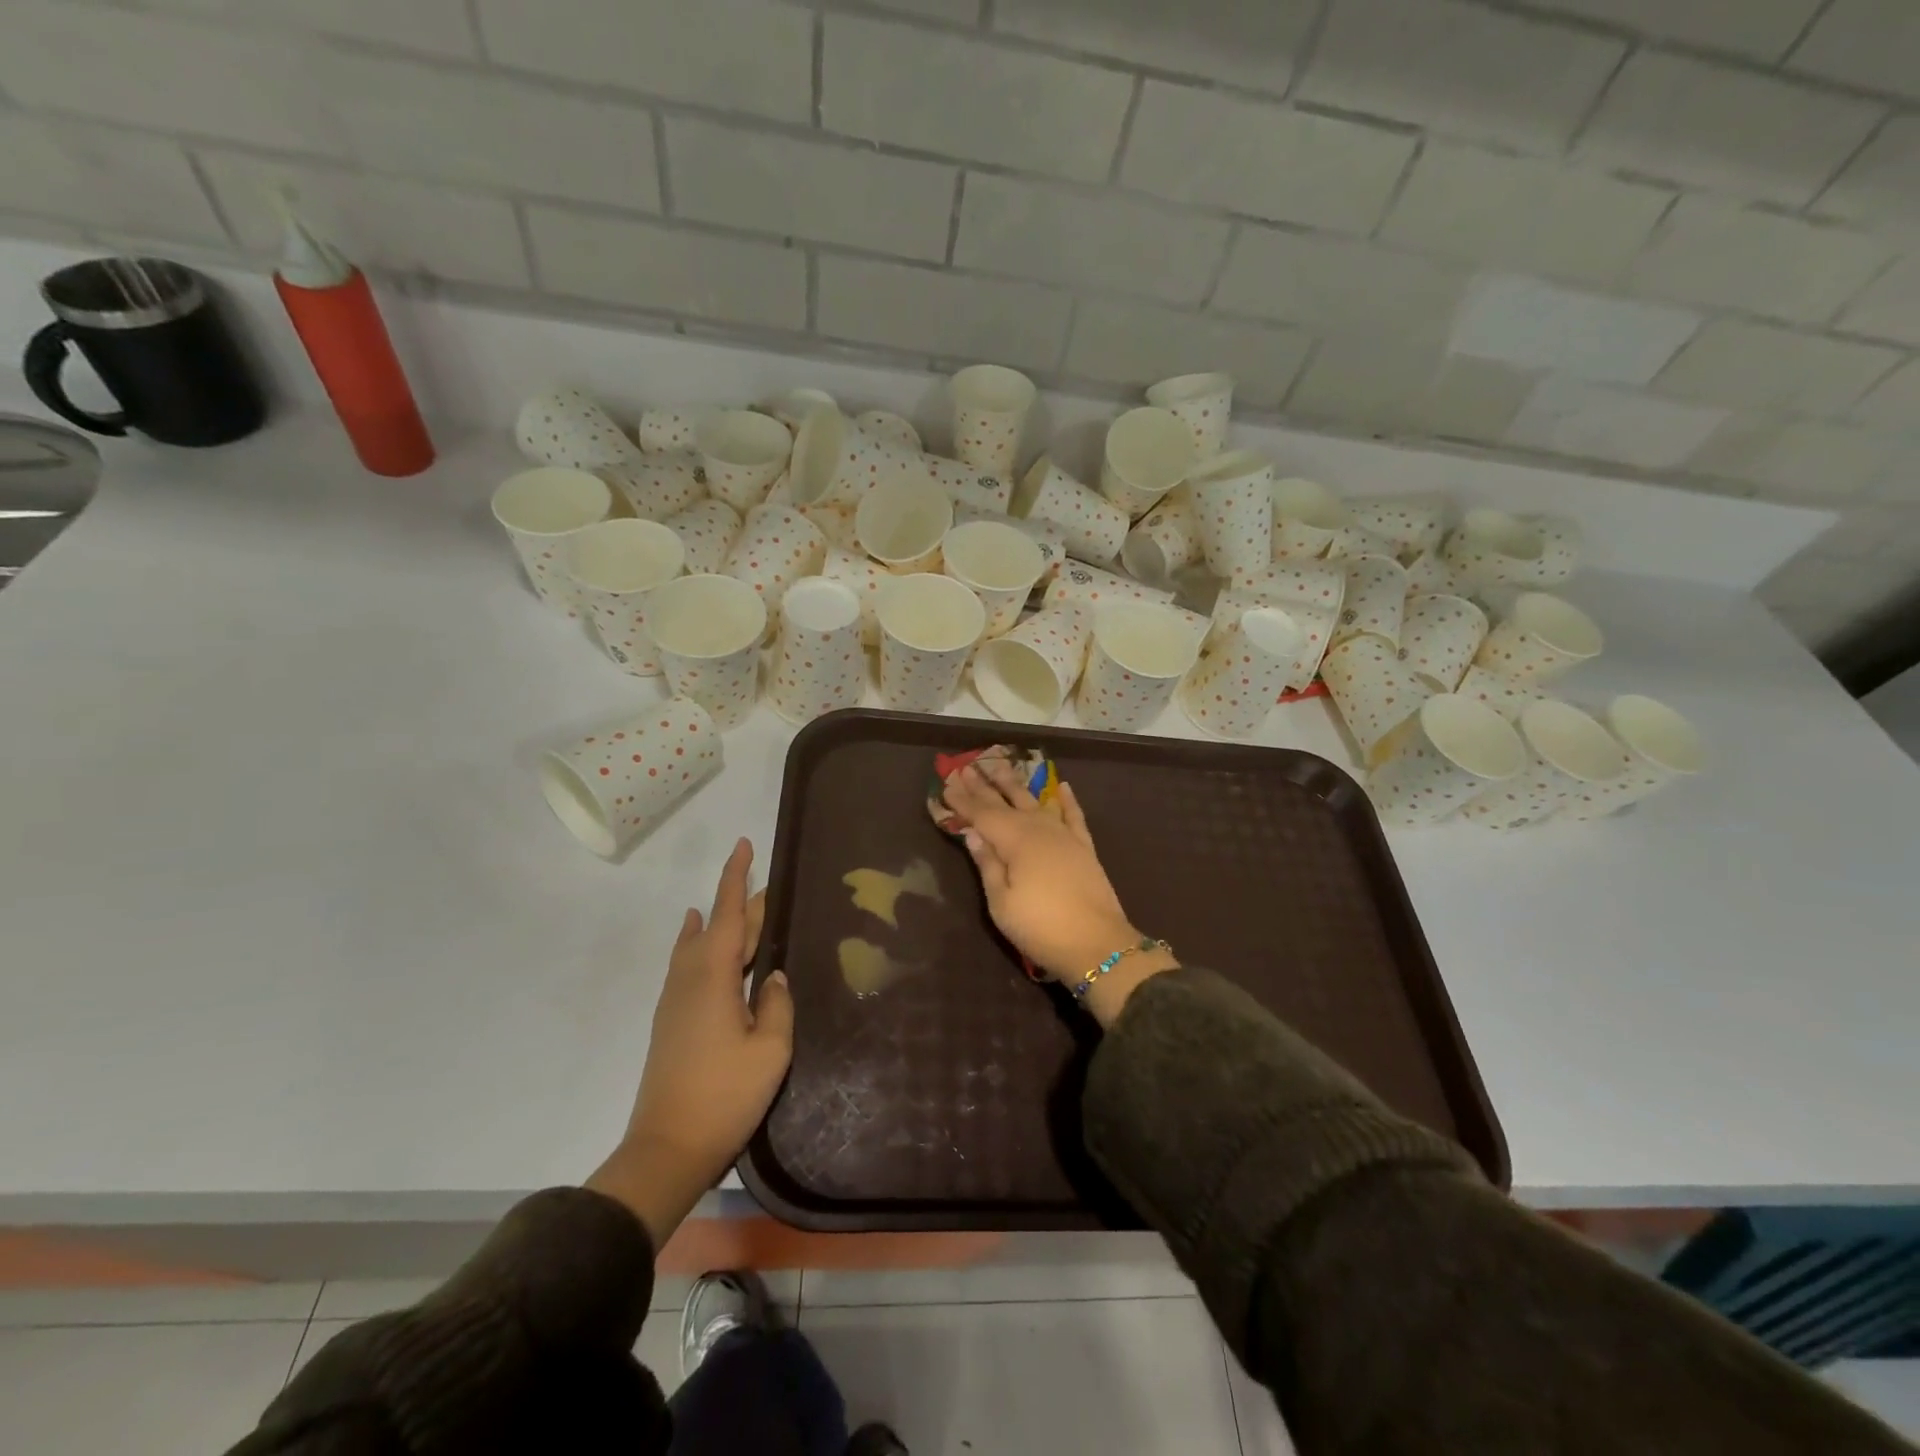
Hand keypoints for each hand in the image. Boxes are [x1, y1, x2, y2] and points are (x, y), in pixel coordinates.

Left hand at [587, 839, 793, 1244]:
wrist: (667, 1148)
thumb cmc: (725, 1096)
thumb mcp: (770, 1051)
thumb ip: (777, 1006)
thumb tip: (774, 977)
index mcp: (715, 978)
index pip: (730, 914)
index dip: (737, 878)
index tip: (744, 845)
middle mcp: (690, 979)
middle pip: (718, 926)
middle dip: (743, 903)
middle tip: (770, 887)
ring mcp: (676, 999)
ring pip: (699, 944)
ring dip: (722, 922)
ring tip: (741, 906)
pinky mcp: (671, 1020)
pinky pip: (687, 963)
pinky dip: (699, 942)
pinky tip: (699, 940)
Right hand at [946, 760, 1175, 1022]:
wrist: (1098, 946)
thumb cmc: (1040, 928)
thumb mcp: (1002, 903)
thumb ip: (987, 864)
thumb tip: (972, 833)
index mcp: (1014, 841)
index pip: (981, 814)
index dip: (962, 800)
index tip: (946, 783)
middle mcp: (1039, 829)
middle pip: (1006, 802)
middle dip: (984, 785)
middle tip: (966, 767)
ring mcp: (1064, 836)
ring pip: (1036, 801)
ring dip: (1016, 784)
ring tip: (1001, 764)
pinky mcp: (1084, 847)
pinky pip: (1073, 816)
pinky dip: (1067, 800)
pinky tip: (1062, 786)